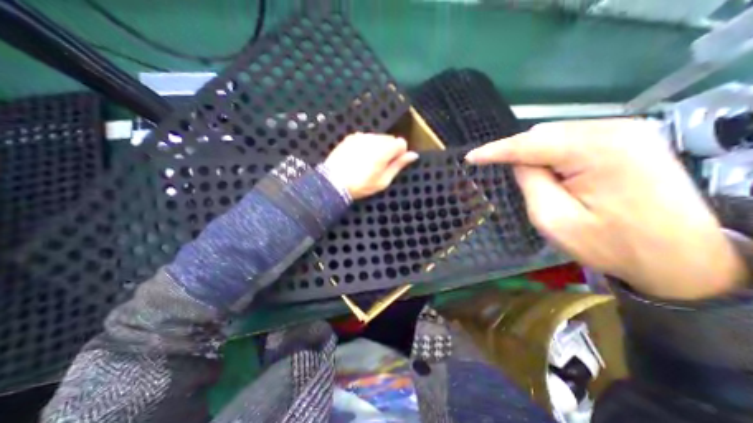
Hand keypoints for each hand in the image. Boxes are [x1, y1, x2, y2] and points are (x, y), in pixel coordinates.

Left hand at [323, 132, 417, 199]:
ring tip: (368, 163)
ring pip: (378, 138)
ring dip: (378, 147)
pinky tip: (359, 157)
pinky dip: (366, 145)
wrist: (333, 183)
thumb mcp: (383, 180)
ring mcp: (361, 136)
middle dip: (389, 150)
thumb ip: (399, 165)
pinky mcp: (351, 137)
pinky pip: (365, 138)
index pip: (401, 143)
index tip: (393, 164)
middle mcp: (374, 138)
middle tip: (380, 166)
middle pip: (390, 139)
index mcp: (384, 150)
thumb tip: (413, 155)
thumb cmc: (361, 185)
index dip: (400, 154)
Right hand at [469, 118, 742, 299]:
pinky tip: (556, 172)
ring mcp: (627, 131)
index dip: (495, 150)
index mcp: (598, 151)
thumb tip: (519, 163)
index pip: (529, 144)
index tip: (470, 157)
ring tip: (538, 180)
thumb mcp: (555, 220)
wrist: (680, 259)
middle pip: (543, 134)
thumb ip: (530, 183)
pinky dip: (554, 153)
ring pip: (556, 134)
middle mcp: (615, 130)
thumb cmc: (611, 245)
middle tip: (509, 176)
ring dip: (536, 154)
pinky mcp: (629, 139)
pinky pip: (573, 138)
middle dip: (519, 153)